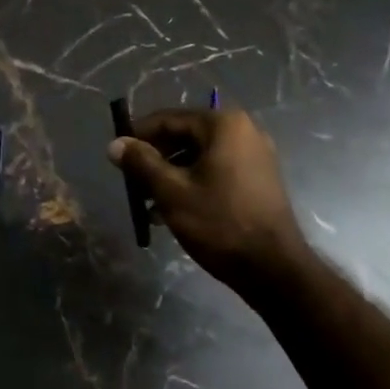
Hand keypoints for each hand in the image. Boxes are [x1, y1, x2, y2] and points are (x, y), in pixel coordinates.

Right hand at [107, 107, 307, 294]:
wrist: (274, 269)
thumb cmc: (220, 223)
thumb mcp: (172, 192)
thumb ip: (141, 163)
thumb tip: (115, 144)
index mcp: (223, 124)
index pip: (168, 119)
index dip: (139, 135)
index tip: (117, 155)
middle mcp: (243, 130)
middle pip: (185, 135)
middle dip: (155, 158)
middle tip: (131, 182)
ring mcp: (255, 155)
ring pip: (200, 155)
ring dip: (172, 174)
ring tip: (147, 202)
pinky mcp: (259, 179)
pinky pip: (217, 170)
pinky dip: (193, 183)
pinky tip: (173, 211)